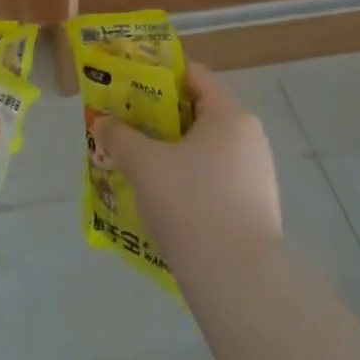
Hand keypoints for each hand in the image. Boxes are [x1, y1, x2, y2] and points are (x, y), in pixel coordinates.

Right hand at [92, 64, 281, 279]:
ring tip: (140, 168)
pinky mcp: (257, 208)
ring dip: (173, 153)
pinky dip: (190, 181)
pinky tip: (166, 203)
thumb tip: (102, 122)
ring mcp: (257, 174)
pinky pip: (216, 179)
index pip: (192, 75)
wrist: (240, 284)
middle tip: (127, 130)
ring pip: (206, 149)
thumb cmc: (192, 206)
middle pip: (198, 112)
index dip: (157, 76)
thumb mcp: (144, 166)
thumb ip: (119, 136)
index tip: (128, 89)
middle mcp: (249, 136)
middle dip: (160, 120)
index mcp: (229, 114)